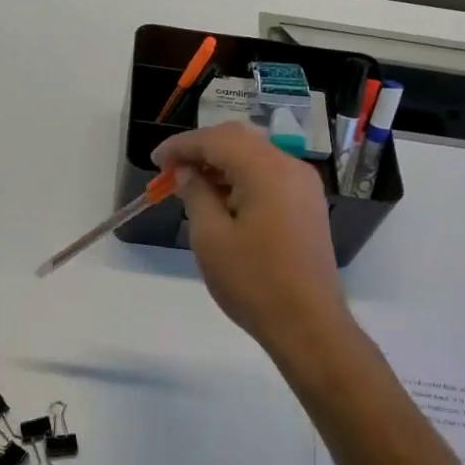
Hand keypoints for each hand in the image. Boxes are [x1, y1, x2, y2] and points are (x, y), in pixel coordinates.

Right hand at [151, 123, 352, 365]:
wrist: (308, 324)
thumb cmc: (253, 281)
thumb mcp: (211, 237)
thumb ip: (196, 194)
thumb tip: (188, 173)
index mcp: (266, 169)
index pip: (217, 139)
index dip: (182, 146)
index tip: (155, 161)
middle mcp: (290, 167)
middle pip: (240, 140)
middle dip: (203, 149)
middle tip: (172, 171)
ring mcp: (304, 186)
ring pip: (256, 156)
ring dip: (222, 163)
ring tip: (192, 186)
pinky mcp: (307, 205)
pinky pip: (270, 176)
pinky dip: (242, 178)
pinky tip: (222, 200)